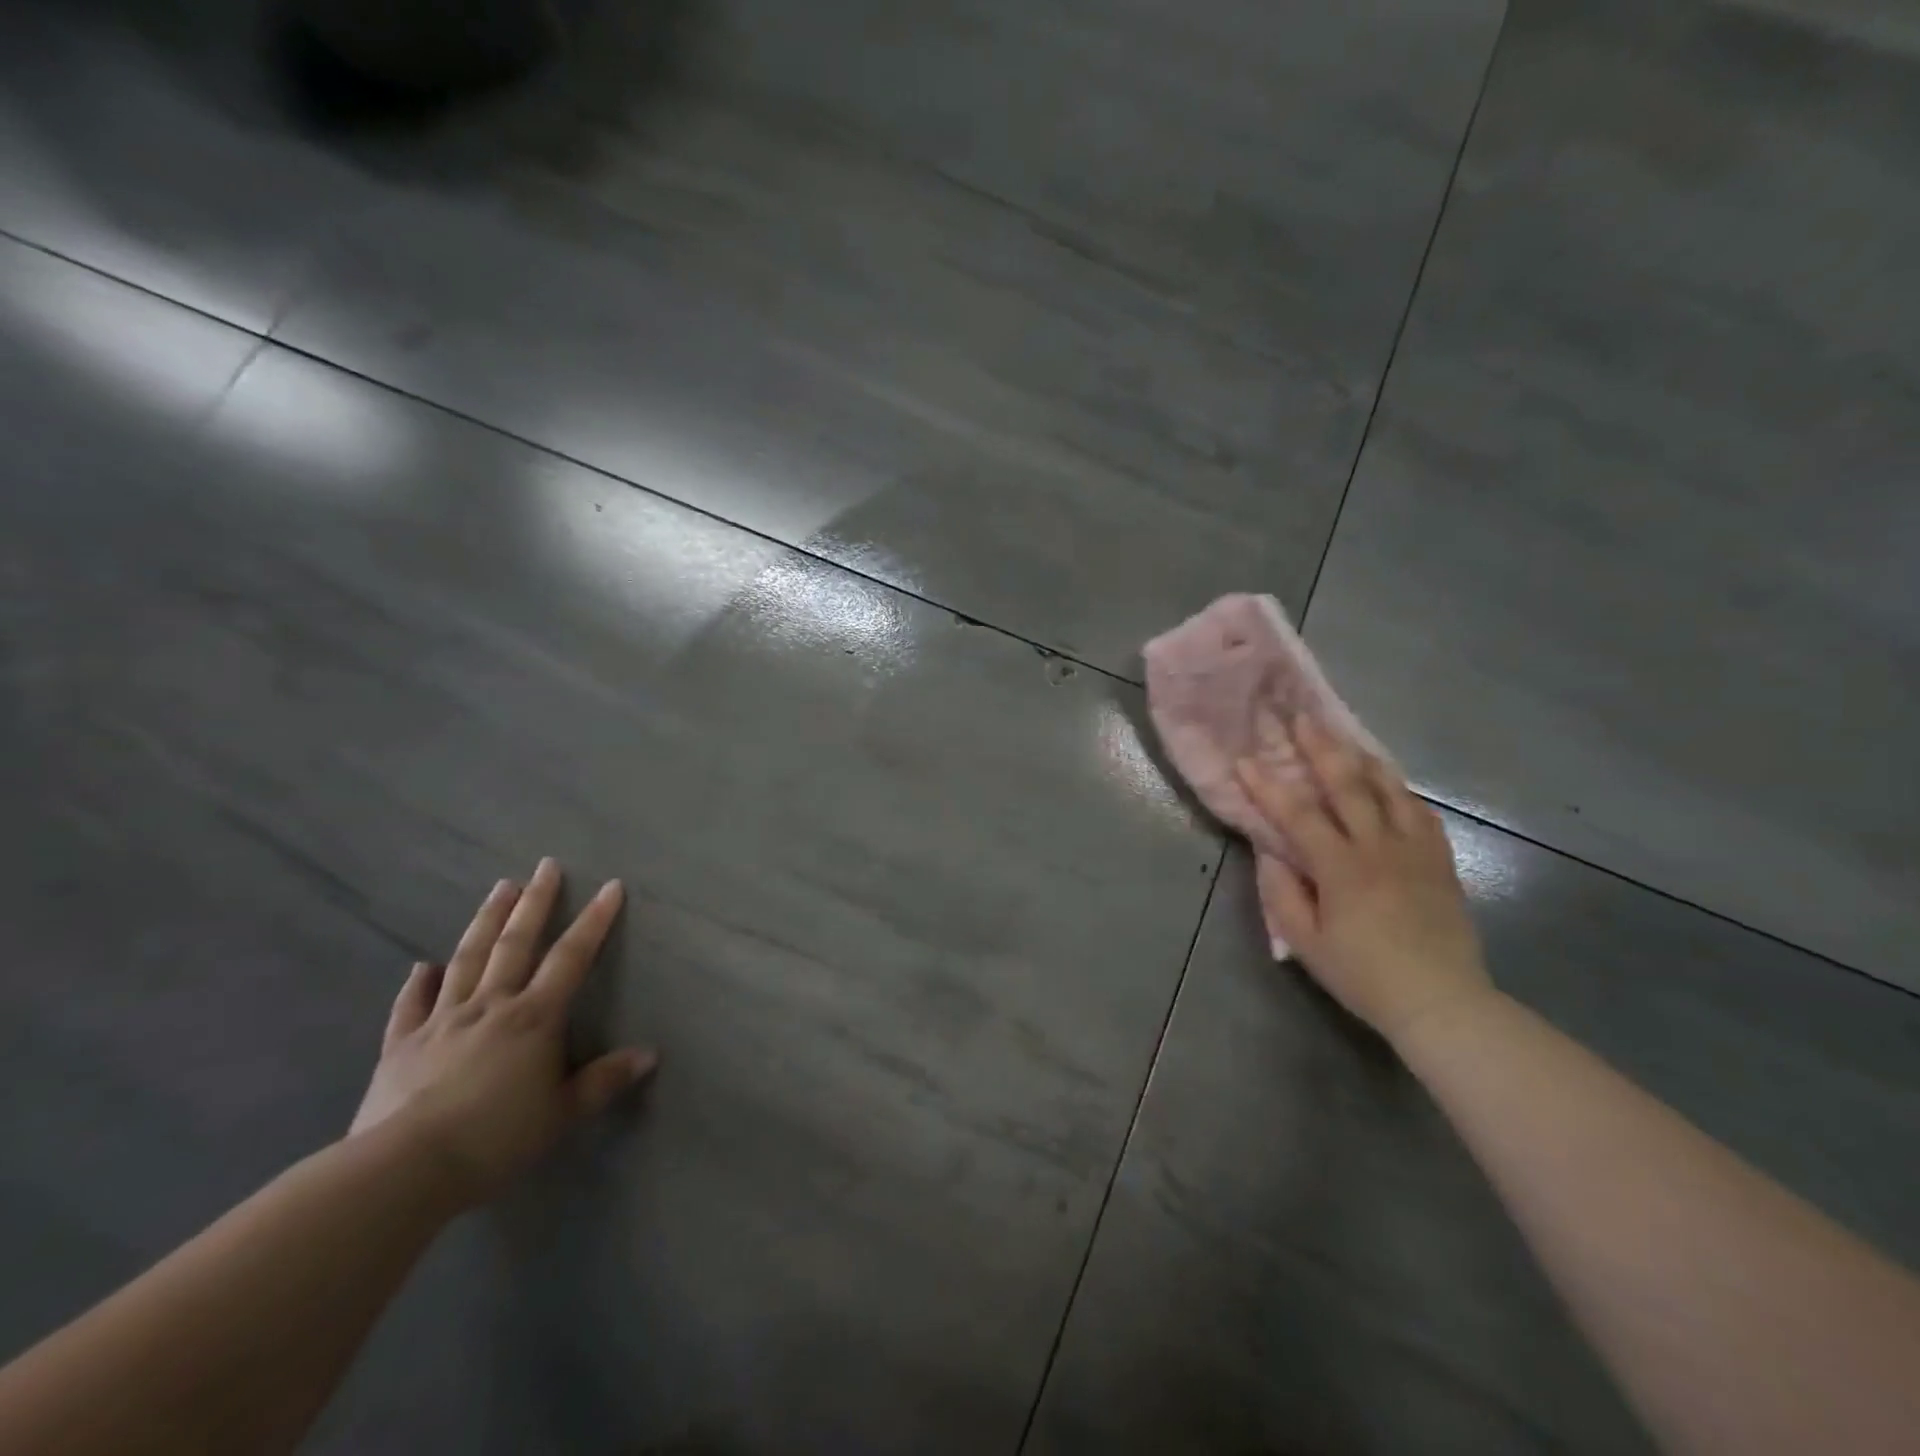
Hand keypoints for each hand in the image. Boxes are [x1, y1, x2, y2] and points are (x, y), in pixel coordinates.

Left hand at [350, 859, 656, 1205]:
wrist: (401, 1169)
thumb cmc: (495, 1138)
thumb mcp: (562, 1113)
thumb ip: (604, 1081)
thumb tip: (650, 1054)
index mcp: (534, 1017)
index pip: (572, 957)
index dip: (595, 920)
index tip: (610, 886)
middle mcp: (490, 1005)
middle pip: (516, 943)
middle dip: (535, 902)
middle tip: (545, 866)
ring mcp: (442, 1021)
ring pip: (467, 959)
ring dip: (486, 921)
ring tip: (500, 887)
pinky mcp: (402, 1046)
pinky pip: (411, 1006)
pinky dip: (418, 984)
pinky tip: (422, 966)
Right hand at [1237, 715, 1492, 1042]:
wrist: (1441, 1001)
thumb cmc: (1363, 975)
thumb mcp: (1306, 943)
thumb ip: (1281, 893)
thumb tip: (1270, 852)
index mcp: (1341, 868)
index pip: (1297, 815)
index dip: (1267, 786)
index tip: (1244, 760)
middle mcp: (1379, 847)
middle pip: (1348, 785)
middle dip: (1321, 749)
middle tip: (1302, 719)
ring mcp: (1416, 850)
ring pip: (1390, 789)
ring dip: (1363, 759)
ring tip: (1345, 738)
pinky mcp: (1440, 860)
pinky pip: (1420, 812)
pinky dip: (1400, 790)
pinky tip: (1390, 783)